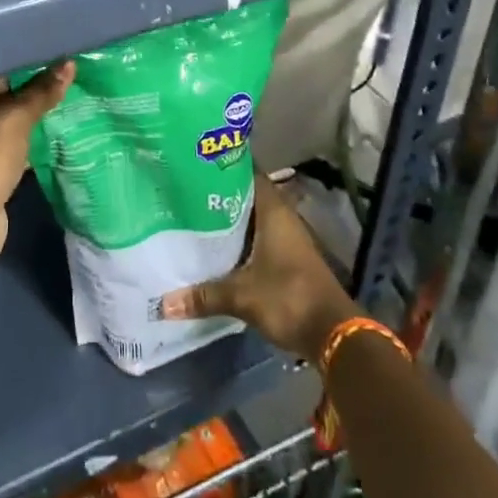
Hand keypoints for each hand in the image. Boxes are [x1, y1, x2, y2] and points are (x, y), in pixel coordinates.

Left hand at [0, 63, 73, 262]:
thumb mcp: (14, 119)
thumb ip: (41, 93)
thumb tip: (69, 63)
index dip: (27, 67)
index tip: (58, 60)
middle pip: (4, 99)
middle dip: (35, 94)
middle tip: (71, 79)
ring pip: (11, 127)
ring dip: (35, 121)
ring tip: (72, 103)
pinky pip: (15, 151)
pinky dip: (33, 146)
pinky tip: (60, 137)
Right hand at [159, 176, 356, 360]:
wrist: (334, 335)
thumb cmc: (289, 298)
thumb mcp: (241, 296)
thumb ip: (204, 296)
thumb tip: (163, 304)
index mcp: (273, 211)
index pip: (248, 173)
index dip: (224, 167)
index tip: (196, 162)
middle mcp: (283, 218)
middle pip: (248, 196)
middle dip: (220, 194)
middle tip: (186, 190)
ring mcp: (288, 239)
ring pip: (253, 219)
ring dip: (230, 219)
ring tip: (194, 215)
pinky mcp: (289, 259)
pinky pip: (259, 238)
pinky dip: (240, 240)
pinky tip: (217, 247)